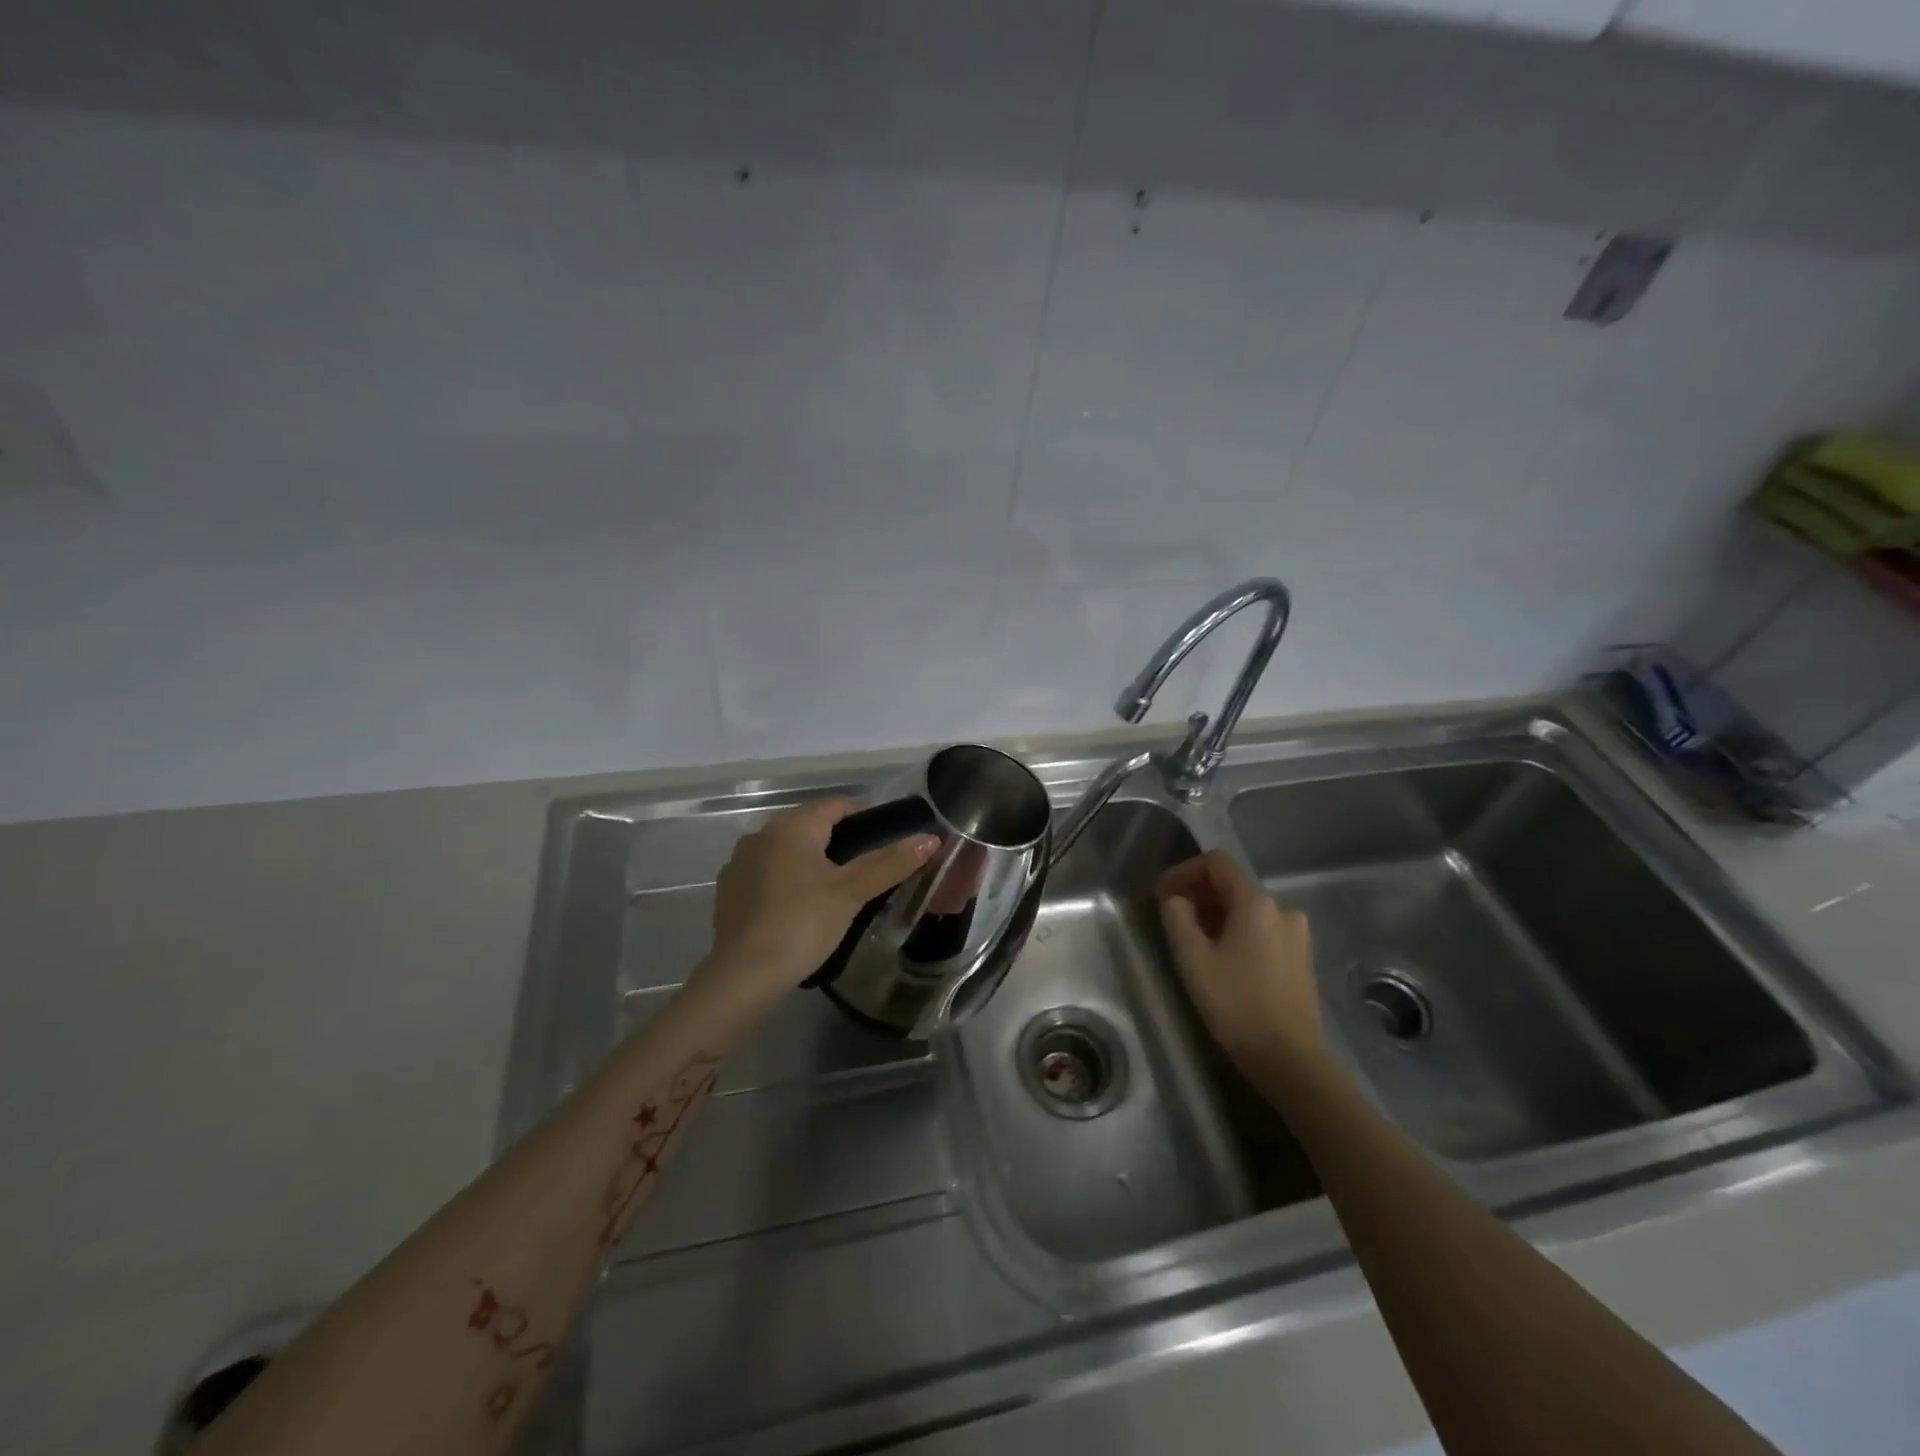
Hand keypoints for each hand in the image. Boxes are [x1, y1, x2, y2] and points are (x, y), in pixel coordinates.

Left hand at [698, 799, 938, 1012]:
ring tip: (830, 899)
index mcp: (791, 825)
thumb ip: (891, 863)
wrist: (743, 975)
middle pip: (810, 827)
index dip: (864, 823)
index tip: (881, 853)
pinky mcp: (728, 891)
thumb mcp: (852, 893)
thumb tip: (930, 839)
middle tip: (861, 880)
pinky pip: (765, 875)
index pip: (836, 805)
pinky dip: (784, 884)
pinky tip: (795, 914)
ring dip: (808, 864)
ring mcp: (739, 862)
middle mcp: (761, 834)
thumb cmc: (803, 924)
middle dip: (837, 845)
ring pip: (786, 851)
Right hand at [1157, 850, 1322, 1076]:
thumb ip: (1177, 917)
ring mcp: (1296, 934)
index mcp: (1256, 903)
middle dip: (1198, 896)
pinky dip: (1236, 933)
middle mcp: (1281, 909)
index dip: (1184, 871)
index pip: (1216, 863)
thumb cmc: (1236, 1004)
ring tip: (1194, 944)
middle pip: (1231, 885)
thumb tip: (1176, 899)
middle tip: (1172, 921)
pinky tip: (1222, 960)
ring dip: (1216, 916)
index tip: (1162, 895)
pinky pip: (1261, 930)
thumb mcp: (1193, 958)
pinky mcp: (1300, 957)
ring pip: (1246, 910)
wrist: (1288, 1059)